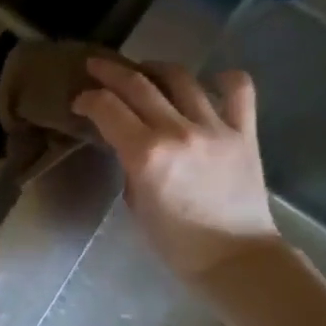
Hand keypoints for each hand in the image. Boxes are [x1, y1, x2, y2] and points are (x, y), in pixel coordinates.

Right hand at [72, 58, 280, 283]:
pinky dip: (224, 79)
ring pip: (182, 78)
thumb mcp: (135, 202)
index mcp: (146, 154)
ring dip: (156, 68)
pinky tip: (211, 82)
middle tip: (97, 67)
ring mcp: (215, 128)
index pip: (107, 108)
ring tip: (146, 71)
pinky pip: (238, 91)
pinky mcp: (244, 133)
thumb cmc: (175, 242)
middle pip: (138, 84)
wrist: (235, 258)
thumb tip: (128, 142)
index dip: (88, 99)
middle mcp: (178, 132)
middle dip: (111, 71)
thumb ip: (130, 164)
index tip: (80, 101)